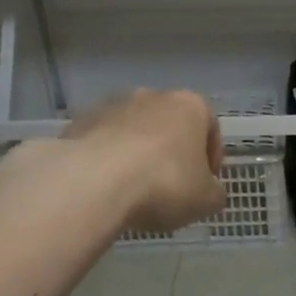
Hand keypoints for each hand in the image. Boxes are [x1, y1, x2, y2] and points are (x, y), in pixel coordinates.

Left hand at [65, 89, 224, 232]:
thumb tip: (209, 191)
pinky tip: (106, 189)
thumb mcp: (206, 199)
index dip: (210, 159)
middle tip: (170, 188)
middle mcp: (153, 96)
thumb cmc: (164, 183)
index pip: (210, 128)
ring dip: (138, 154)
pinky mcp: (81, 122)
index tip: (204, 184)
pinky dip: (107, 161)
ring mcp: (113, 106)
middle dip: (171, 153)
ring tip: (134, 191)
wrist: (94, 181)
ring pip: (134, 131)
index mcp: (190, 105)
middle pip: (170, 126)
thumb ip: (214, 192)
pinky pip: (103, 142)